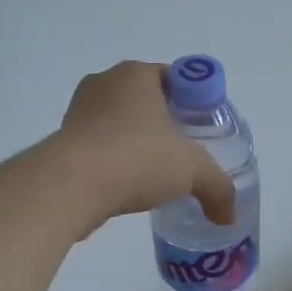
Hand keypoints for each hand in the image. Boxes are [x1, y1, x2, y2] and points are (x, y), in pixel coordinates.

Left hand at [54, 62, 235, 235]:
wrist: (70, 186)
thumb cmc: (137, 157)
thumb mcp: (193, 170)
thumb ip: (218, 188)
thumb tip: (229, 216)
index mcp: (136, 74)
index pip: (174, 78)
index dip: (193, 102)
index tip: (202, 130)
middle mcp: (104, 83)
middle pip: (146, 100)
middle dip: (164, 124)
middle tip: (185, 152)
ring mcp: (78, 111)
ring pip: (119, 124)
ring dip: (136, 143)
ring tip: (156, 173)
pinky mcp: (62, 141)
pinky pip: (99, 146)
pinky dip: (114, 161)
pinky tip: (128, 186)